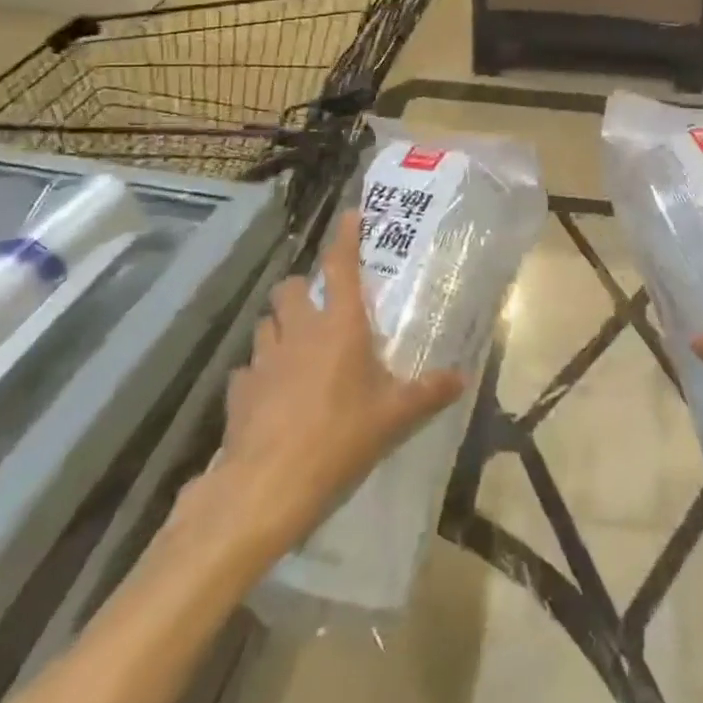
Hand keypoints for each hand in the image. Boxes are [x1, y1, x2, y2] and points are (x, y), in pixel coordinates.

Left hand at [174, 214, 465, 555]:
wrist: (268, 486)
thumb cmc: (340, 437)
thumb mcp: (395, 417)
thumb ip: (429, 393)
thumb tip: (462, 379)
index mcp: (340, 325)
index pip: (341, 266)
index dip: (345, 237)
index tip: (350, 215)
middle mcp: (299, 331)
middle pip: (289, 288)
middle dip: (301, 289)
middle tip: (319, 305)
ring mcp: (264, 360)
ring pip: (265, 323)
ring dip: (279, 326)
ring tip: (295, 345)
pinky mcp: (240, 391)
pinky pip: (248, 369)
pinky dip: (259, 373)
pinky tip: (271, 393)